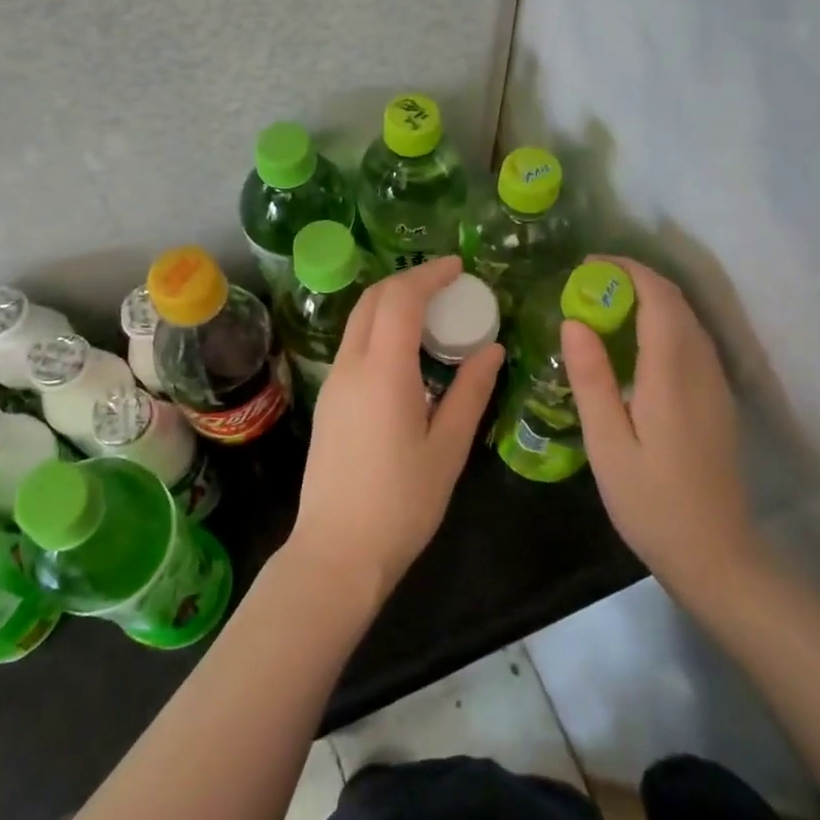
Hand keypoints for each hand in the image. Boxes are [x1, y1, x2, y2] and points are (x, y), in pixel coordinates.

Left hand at [288, 256, 504, 599]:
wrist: (337, 552)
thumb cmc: (401, 504)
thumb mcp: (448, 449)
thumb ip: (470, 392)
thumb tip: (491, 350)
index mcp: (383, 372)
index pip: (401, 299)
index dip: (429, 275)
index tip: (459, 267)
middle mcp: (351, 366)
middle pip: (373, 300)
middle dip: (409, 281)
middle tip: (448, 286)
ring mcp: (333, 383)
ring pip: (359, 321)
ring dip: (392, 304)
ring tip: (433, 315)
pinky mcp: (328, 401)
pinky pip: (354, 346)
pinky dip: (381, 329)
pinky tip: (408, 352)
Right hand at [561, 256, 758, 601]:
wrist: (716, 554)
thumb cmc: (651, 502)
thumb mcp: (607, 445)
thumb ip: (591, 379)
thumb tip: (574, 321)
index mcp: (672, 375)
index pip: (658, 298)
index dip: (626, 270)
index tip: (588, 265)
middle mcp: (701, 369)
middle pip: (676, 302)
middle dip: (635, 279)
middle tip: (588, 284)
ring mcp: (715, 383)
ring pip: (687, 319)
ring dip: (650, 298)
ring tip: (604, 306)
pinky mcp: (717, 398)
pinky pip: (692, 340)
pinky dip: (662, 322)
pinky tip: (634, 342)